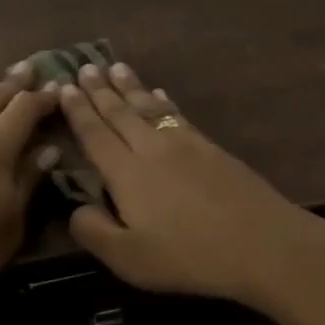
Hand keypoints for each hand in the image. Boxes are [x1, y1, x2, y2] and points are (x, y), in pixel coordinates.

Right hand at [57, 63, 324, 303]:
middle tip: (85, 66)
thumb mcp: (129, 259)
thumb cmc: (189, 256)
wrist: (261, 241)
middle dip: (100, 89)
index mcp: (127, 174)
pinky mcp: (212, 148)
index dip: (78, 111)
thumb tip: (75, 207)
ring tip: (116, 67)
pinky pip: (178, 115)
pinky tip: (160, 95)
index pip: (95, 135)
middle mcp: (152, 148)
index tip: (63, 87)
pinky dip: (165, 102)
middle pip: (121, 113)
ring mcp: (186, 144)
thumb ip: (95, 231)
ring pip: (150, 107)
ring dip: (131, 87)